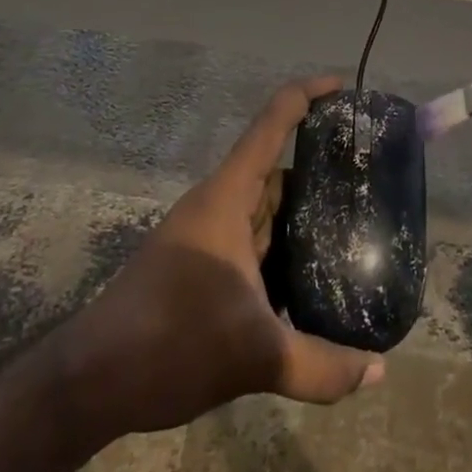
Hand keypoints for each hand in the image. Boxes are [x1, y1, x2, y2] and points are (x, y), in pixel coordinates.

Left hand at [54, 76, 384, 435]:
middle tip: (370, 172)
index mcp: (228, 197)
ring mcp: (207, 236)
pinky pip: (254, 239)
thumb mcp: (254, 356)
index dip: (309, 95)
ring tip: (356, 218)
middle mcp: (218, 205)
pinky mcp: (201, 266)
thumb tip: (381, 371)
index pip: (272, 123)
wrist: (91, 382)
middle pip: (275, 166)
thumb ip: (321, 366)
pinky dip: (284, 245)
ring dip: (303, 210)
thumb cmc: (170, 343)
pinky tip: (314, 272)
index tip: (345, 88)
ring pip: (265, 207)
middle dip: (320, 164)